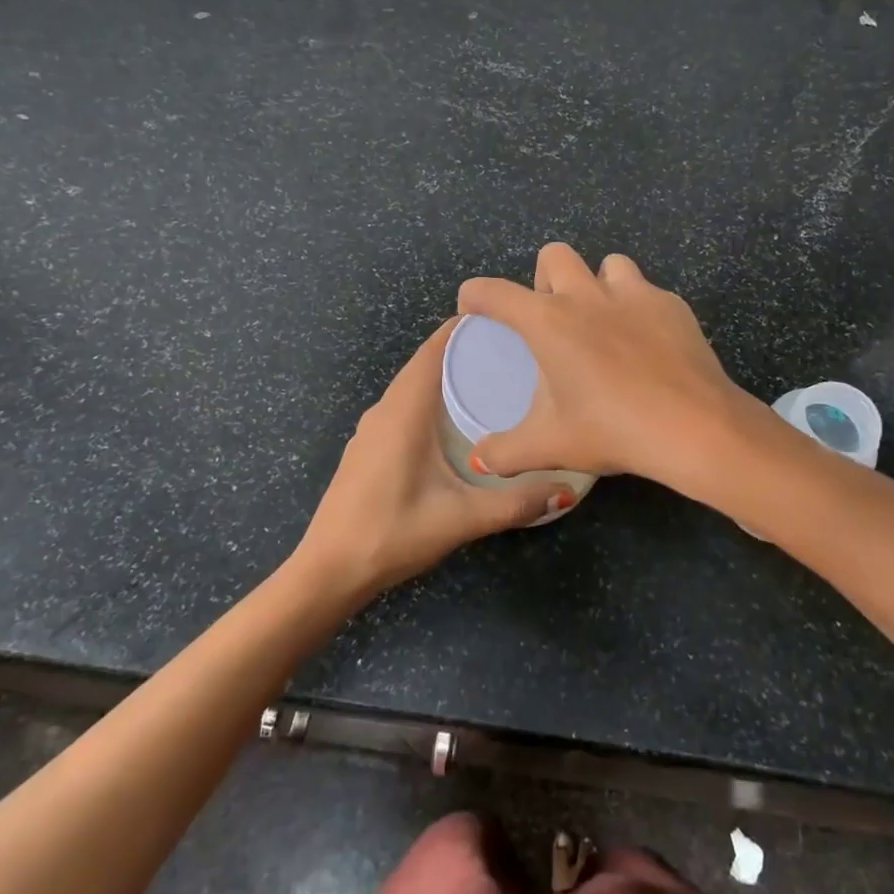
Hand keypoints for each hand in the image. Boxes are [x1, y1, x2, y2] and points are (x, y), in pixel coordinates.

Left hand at [293, 319, 565, 601]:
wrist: (328, 571)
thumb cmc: (392, 533)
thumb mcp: (461, 518)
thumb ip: (515, 504)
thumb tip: (565, 488)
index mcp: (404, 410)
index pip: (435, 349)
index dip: (467, 328)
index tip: (507, 323)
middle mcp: (385, 409)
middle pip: (427, 363)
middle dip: (466, 352)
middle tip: (515, 354)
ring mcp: (371, 429)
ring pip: (414, 387)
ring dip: (448, 378)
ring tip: (494, 382)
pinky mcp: (368, 448)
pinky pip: (405, 407)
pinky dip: (432, 400)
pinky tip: (457, 423)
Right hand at [456, 242, 752, 488]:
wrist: (694, 427)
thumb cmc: (612, 430)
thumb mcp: (550, 446)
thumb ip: (506, 452)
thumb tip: (479, 459)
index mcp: (549, 321)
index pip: (494, 292)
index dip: (474, 296)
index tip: (473, 310)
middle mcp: (587, 295)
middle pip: (554, 255)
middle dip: (544, 278)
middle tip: (552, 318)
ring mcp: (635, 294)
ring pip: (607, 264)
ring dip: (596, 284)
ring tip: (602, 322)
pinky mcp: (672, 305)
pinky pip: (647, 291)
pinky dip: (638, 308)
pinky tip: (646, 344)